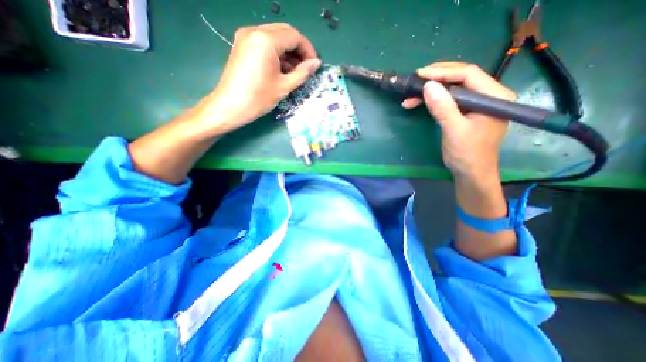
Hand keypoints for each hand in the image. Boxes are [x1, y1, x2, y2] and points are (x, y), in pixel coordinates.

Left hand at [205, 24, 317, 134]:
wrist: (230, 106)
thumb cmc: (259, 98)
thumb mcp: (284, 86)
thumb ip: (303, 72)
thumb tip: (317, 63)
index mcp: (266, 40)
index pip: (295, 36)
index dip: (308, 50)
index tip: (314, 66)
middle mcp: (254, 31)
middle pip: (285, 32)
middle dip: (298, 49)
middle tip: (306, 68)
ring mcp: (246, 36)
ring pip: (275, 36)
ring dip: (288, 51)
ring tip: (294, 71)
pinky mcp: (242, 44)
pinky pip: (265, 42)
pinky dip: (277, 53)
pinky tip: (281, 69)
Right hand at [402, 63, 517, 182]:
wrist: (470, 173)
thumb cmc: (467, 154)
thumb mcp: (454, 130)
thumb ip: (443, 108)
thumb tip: (428, 86)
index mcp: (494, 96)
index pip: (468, 74)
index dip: (443, 72)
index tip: (420, 74)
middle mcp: (488, 96)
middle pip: (460, 78)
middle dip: (436, 79)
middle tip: (414, 81)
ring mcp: (476, 104)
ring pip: (451, 89)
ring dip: (430, 92)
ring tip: (410, 97)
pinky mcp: (465, 112)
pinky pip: (448, 100)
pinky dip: (432, 101)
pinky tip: (418, 104)